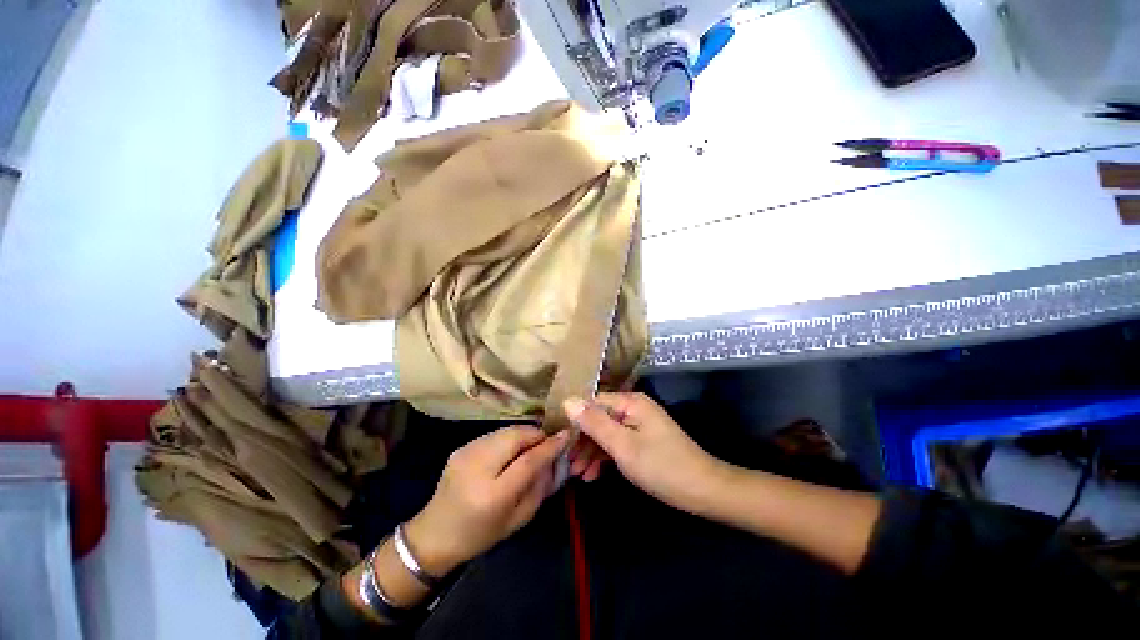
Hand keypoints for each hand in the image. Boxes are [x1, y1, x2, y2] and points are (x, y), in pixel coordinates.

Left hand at [404, 425, 569, 574]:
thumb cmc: (480, 535)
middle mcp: (478, 467)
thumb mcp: (518, 520)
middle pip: (517, 437)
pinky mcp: (462, 447)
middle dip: (538, 436)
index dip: (550, 447)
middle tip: (548, 444)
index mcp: (492, 495)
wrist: (434, 534)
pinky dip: (510, 438)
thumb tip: (558, 460)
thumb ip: (541, 488)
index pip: (528, 461)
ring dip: (525, 435)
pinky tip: (512, 450)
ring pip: (507, 431)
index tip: (567, 436)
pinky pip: (495, 435)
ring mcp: (467, 453)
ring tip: (532, 447)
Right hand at [564, 393, 726, 513]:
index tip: (559, 441)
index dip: (575, 420)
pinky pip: (618, 443)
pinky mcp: (643, 440)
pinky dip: (605, 457)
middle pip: (599, 419)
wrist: (704, 491)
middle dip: (583, 442)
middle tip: (568, 465)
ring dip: (592, 452)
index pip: (593, 403)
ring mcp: (639, 425)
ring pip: (607, 433)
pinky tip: (594, 475)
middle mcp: (633, 408)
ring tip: (578, 475)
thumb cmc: (661, 467)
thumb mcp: (623, 446)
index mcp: (630, 402)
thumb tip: (568, 401)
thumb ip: (595, 423)